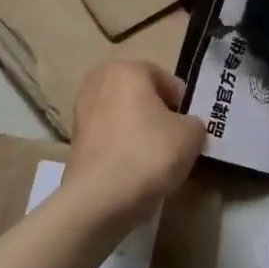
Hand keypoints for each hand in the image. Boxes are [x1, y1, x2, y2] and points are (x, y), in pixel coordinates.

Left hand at [62, 60, 204, 226]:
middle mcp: (98, 82)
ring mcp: (81, 111)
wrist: (101, 197)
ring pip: (123, 116)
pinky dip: (122, 146)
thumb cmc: (150, 153)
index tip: (192, 127)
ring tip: (156, 157)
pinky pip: (109, 136)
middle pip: (141, 95)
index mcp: (127, 70)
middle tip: (175, 139)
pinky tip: (135, 168)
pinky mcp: (74, 140)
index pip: (166, 80)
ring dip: (139, 130)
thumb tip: (185, 126)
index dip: (184, 103)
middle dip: (158, 113)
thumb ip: (194, 122)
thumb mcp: (192, 135)